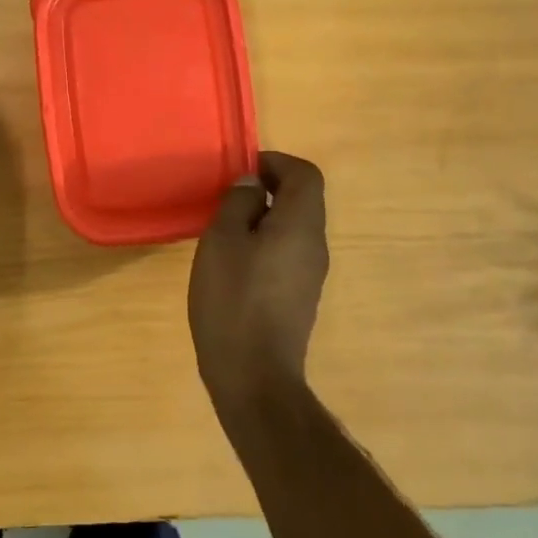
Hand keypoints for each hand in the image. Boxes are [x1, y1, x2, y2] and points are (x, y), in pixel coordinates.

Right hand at [188, 151, 329, 407]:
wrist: (254, 375)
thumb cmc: (233, 299)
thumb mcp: (222, 241)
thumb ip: (238, 203)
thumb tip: (252, 185)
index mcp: (301, 225)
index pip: (305, 174)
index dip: (275, 162)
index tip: (241, 169)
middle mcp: (315, 245)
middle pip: (302, 200)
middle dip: (266, 189)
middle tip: (226, 198)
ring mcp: (310, 275)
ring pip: (293, 228)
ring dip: (263, 218)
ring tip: (224, 230)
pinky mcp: (299, 298)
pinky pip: (286, 253)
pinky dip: (264, 244)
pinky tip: (233, 265)